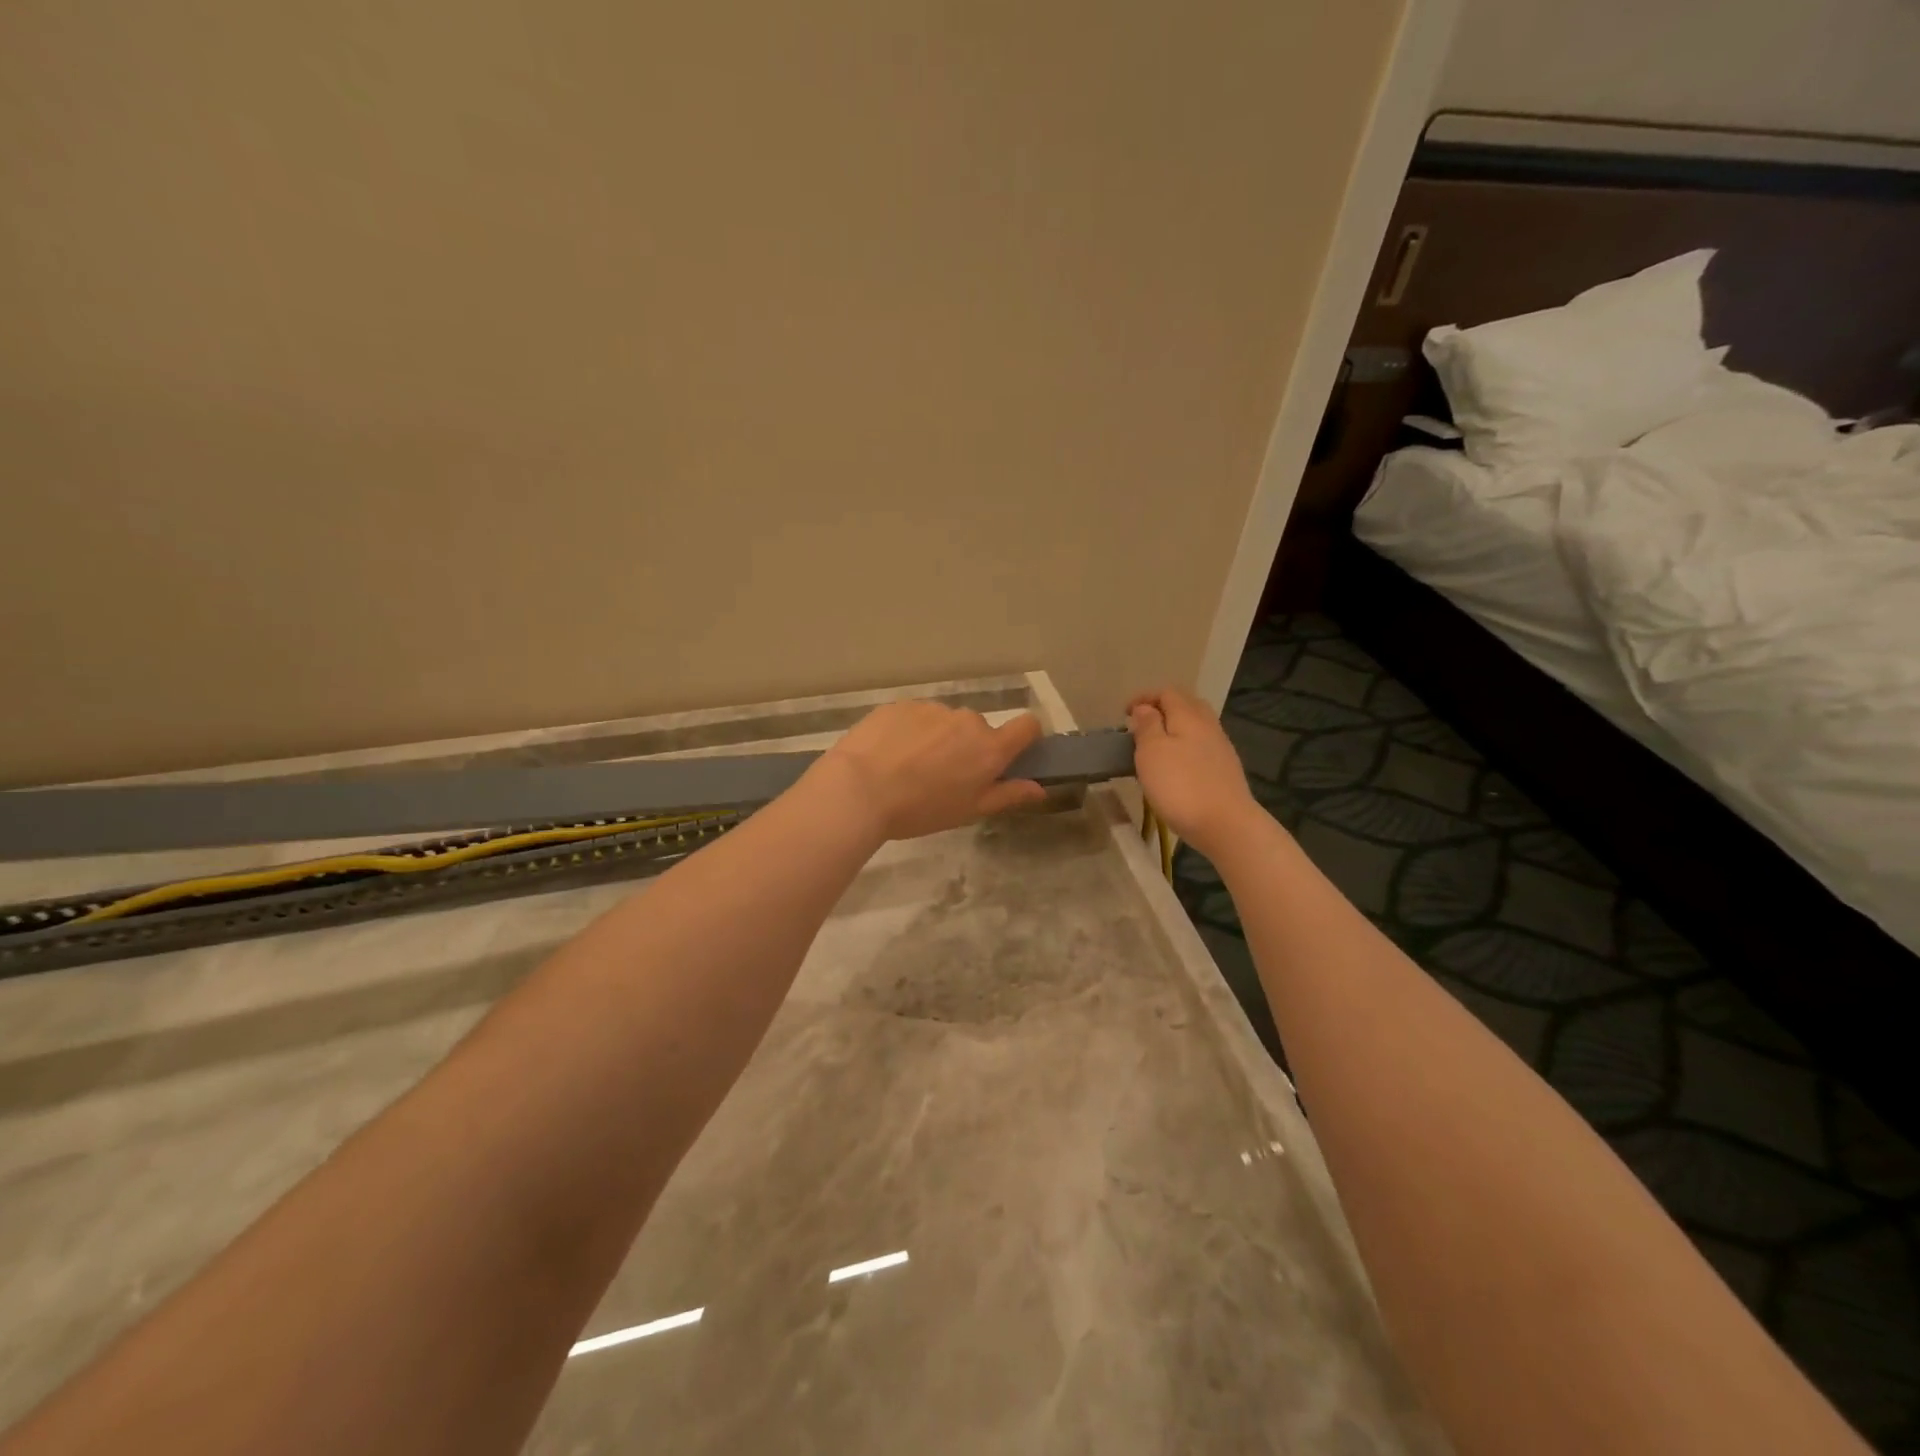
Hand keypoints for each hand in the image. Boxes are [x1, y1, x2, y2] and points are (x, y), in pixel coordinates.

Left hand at [818, 702, 1048, 841]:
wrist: (859, 789)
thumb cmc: (920, 809)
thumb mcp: (969, 811)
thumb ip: (1008, 795)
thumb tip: (1040, 788)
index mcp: (989, 747)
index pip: (1028, 726)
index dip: (1025, 738)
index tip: (1010, 755)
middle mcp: (966, 720)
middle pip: (978, 729)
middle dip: (968, 747)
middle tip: (942, 777)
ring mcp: (931, 708)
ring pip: (944, 722)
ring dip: (937, 738)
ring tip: (908, 767)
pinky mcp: (900, 705)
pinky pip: (915, 717)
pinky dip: (909, 732)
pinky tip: (887, 755)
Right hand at [1126, 688, 1258, 856]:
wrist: (1225, 824)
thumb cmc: (1180, 785)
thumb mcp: (1152, 752)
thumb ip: (1147, 725)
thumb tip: (1146, 708)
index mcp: (1189, 715)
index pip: (1167, 692)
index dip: (1144, 697)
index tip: (1124, 713)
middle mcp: (1208, 725)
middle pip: (1186, 705)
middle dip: (1162, 709)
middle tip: (1141, 726)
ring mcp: (1220, 748)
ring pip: (1196, 726)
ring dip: (1174, 729)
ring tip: (1155, 748)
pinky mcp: (1225, 770)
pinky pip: (1201, 747)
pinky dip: (1185, 748)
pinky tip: (1176, 767)